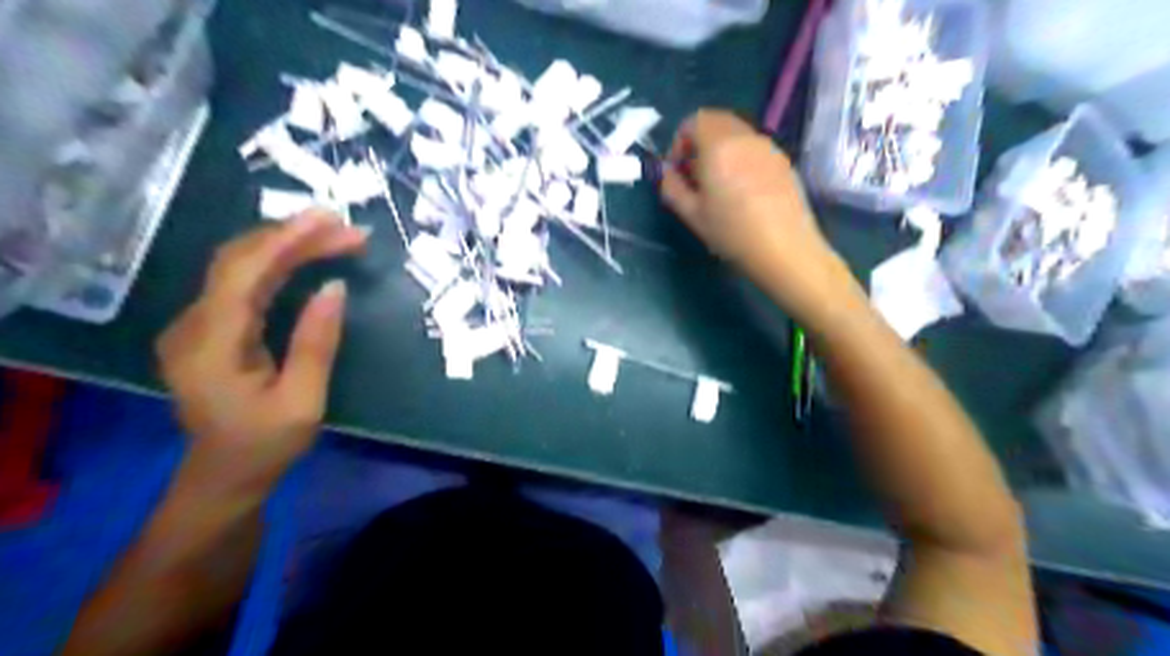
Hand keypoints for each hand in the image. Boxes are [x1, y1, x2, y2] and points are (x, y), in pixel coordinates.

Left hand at [155, 212, 364, 492]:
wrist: (223, 476)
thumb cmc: (266, 445)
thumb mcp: (303, 402)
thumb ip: (316, 343)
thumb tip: (334, 288)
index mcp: (210, 345)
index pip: (243, 274)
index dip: (285, 241)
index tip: (329, 220)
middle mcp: (192, 325)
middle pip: (239, 261)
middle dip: (293, 237)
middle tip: (347, 230)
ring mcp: (196, 325)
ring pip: (240, 267)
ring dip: (288, 247)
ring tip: (337, 237)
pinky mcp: (210, 328)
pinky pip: (243, 283)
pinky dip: (278, 264)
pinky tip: (306, 257)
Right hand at [663, 110, 856, 321]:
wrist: (785, 250)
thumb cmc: (733, 234)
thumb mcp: (692, 215)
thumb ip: (672, 187)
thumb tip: (665, 172)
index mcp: (718, 147)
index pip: (693, 121)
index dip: (679, 142)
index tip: (677, 171)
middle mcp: (745, 137)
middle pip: (716, 121)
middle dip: (699, 142)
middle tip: (695, 175)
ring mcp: (768, 147)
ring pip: (737, 133)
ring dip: (720, 149)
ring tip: (719, 185)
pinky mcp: (784, 160)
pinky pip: (754, 147)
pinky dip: (741, 156)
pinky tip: (743, 190)